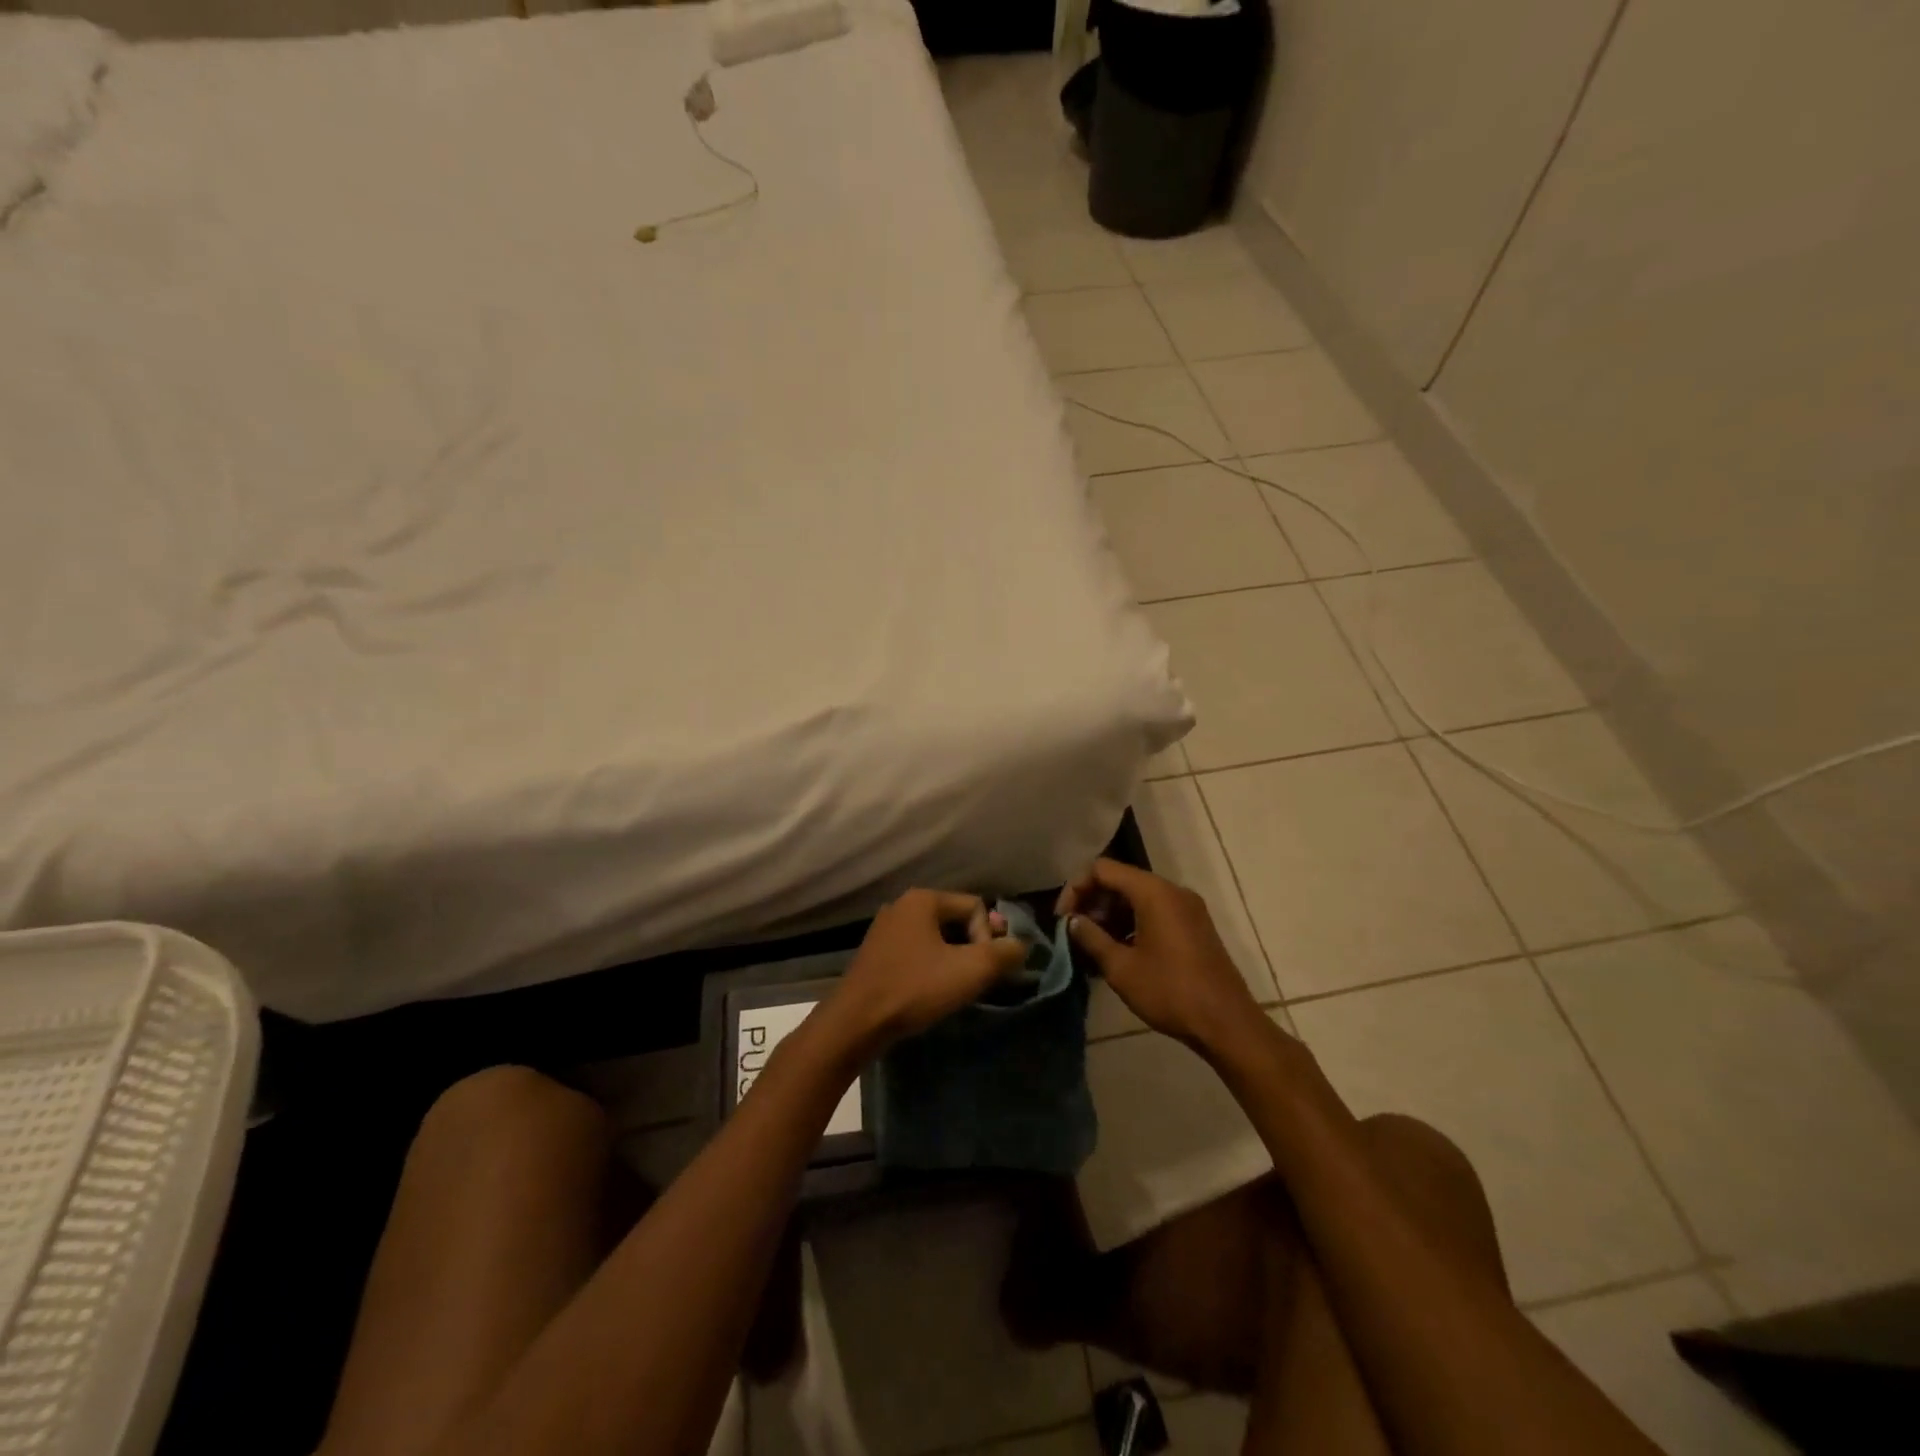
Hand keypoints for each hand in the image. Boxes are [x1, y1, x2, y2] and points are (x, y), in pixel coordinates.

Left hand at [823, 889, 1027, 1058]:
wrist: (856, 1023)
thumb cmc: (914, 989)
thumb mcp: (970, 971)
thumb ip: (1003, 953)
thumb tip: (1021, 945)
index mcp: (923, 899)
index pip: (976, 907)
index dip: (988, 938)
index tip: (981, 969)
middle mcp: (903, 905)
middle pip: (956, 920)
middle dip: (972, 948)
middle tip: (975, 980)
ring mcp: (886, 929)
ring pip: (937, 938)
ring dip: (953, 960)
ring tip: (954, 988)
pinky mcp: (877, 953)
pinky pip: (917, 951)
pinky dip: (930, 967)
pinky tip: (929, 991)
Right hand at [1058, 859, 1262, 1051]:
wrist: (1227, 1024)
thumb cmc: (1170, 992)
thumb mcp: (1121, 968)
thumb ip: (1091, 938)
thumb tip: (1073, 922)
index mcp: (1154, 892)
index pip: (1102, 869)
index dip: (1076, 888)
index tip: (1063, 919)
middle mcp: (1172, 890)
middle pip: (1121, 880)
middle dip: (1093, 902)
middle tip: (1075, 933)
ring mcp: (1187, 908)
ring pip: (1138, 897)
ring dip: (1111, 915)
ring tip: (1093, 945)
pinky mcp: (1194, 926)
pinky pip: (1155, 911)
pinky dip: (1132, 923)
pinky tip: (1119, 952)